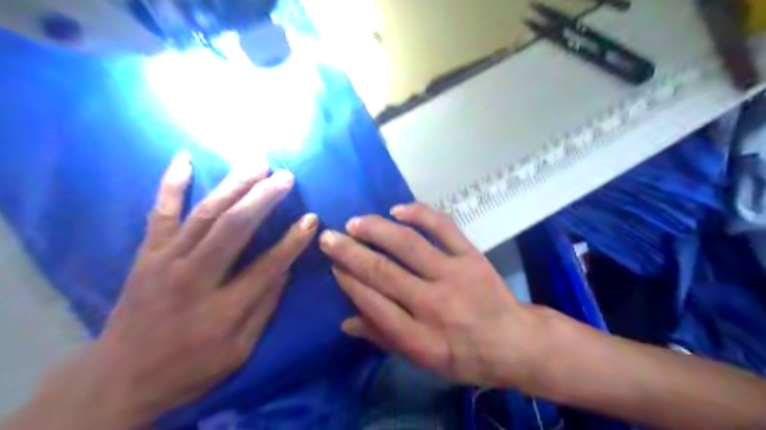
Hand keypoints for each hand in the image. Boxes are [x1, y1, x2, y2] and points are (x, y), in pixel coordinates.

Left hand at [28, 152, 316, 427]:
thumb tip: (285, 269)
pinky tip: (183, 159)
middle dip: (264, 198)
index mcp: (222, 310)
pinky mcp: (146, 254)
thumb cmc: (189, 367)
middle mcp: (193, 278)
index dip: (292, 241)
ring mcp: (164, 262)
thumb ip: (264, 308)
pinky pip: (159, 213)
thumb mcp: (239, 351)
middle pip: (234, 228)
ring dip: (234, 184)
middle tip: (286, 176)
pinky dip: (171, 184)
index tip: (311, 218)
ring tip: (257, 162)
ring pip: (205, 214)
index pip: (267, 266)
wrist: (118, 378)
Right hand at [317, 203, 542, 386]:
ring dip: (377, 230)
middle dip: (350, 252)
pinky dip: (419, 214)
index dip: (348, 282)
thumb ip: (384, 338)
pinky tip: (397, 210)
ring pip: (408, 245)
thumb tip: (346, 320)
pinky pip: (443, 228)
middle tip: (329, 238)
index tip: (333, 265)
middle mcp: (433, 304)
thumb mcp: (423, 360)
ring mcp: (454, 274)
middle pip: (383, 272)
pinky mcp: (471, 256)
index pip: (373, 303)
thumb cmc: (464, 356)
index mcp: (419, 337)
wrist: (513, 340)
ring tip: (354, 222)